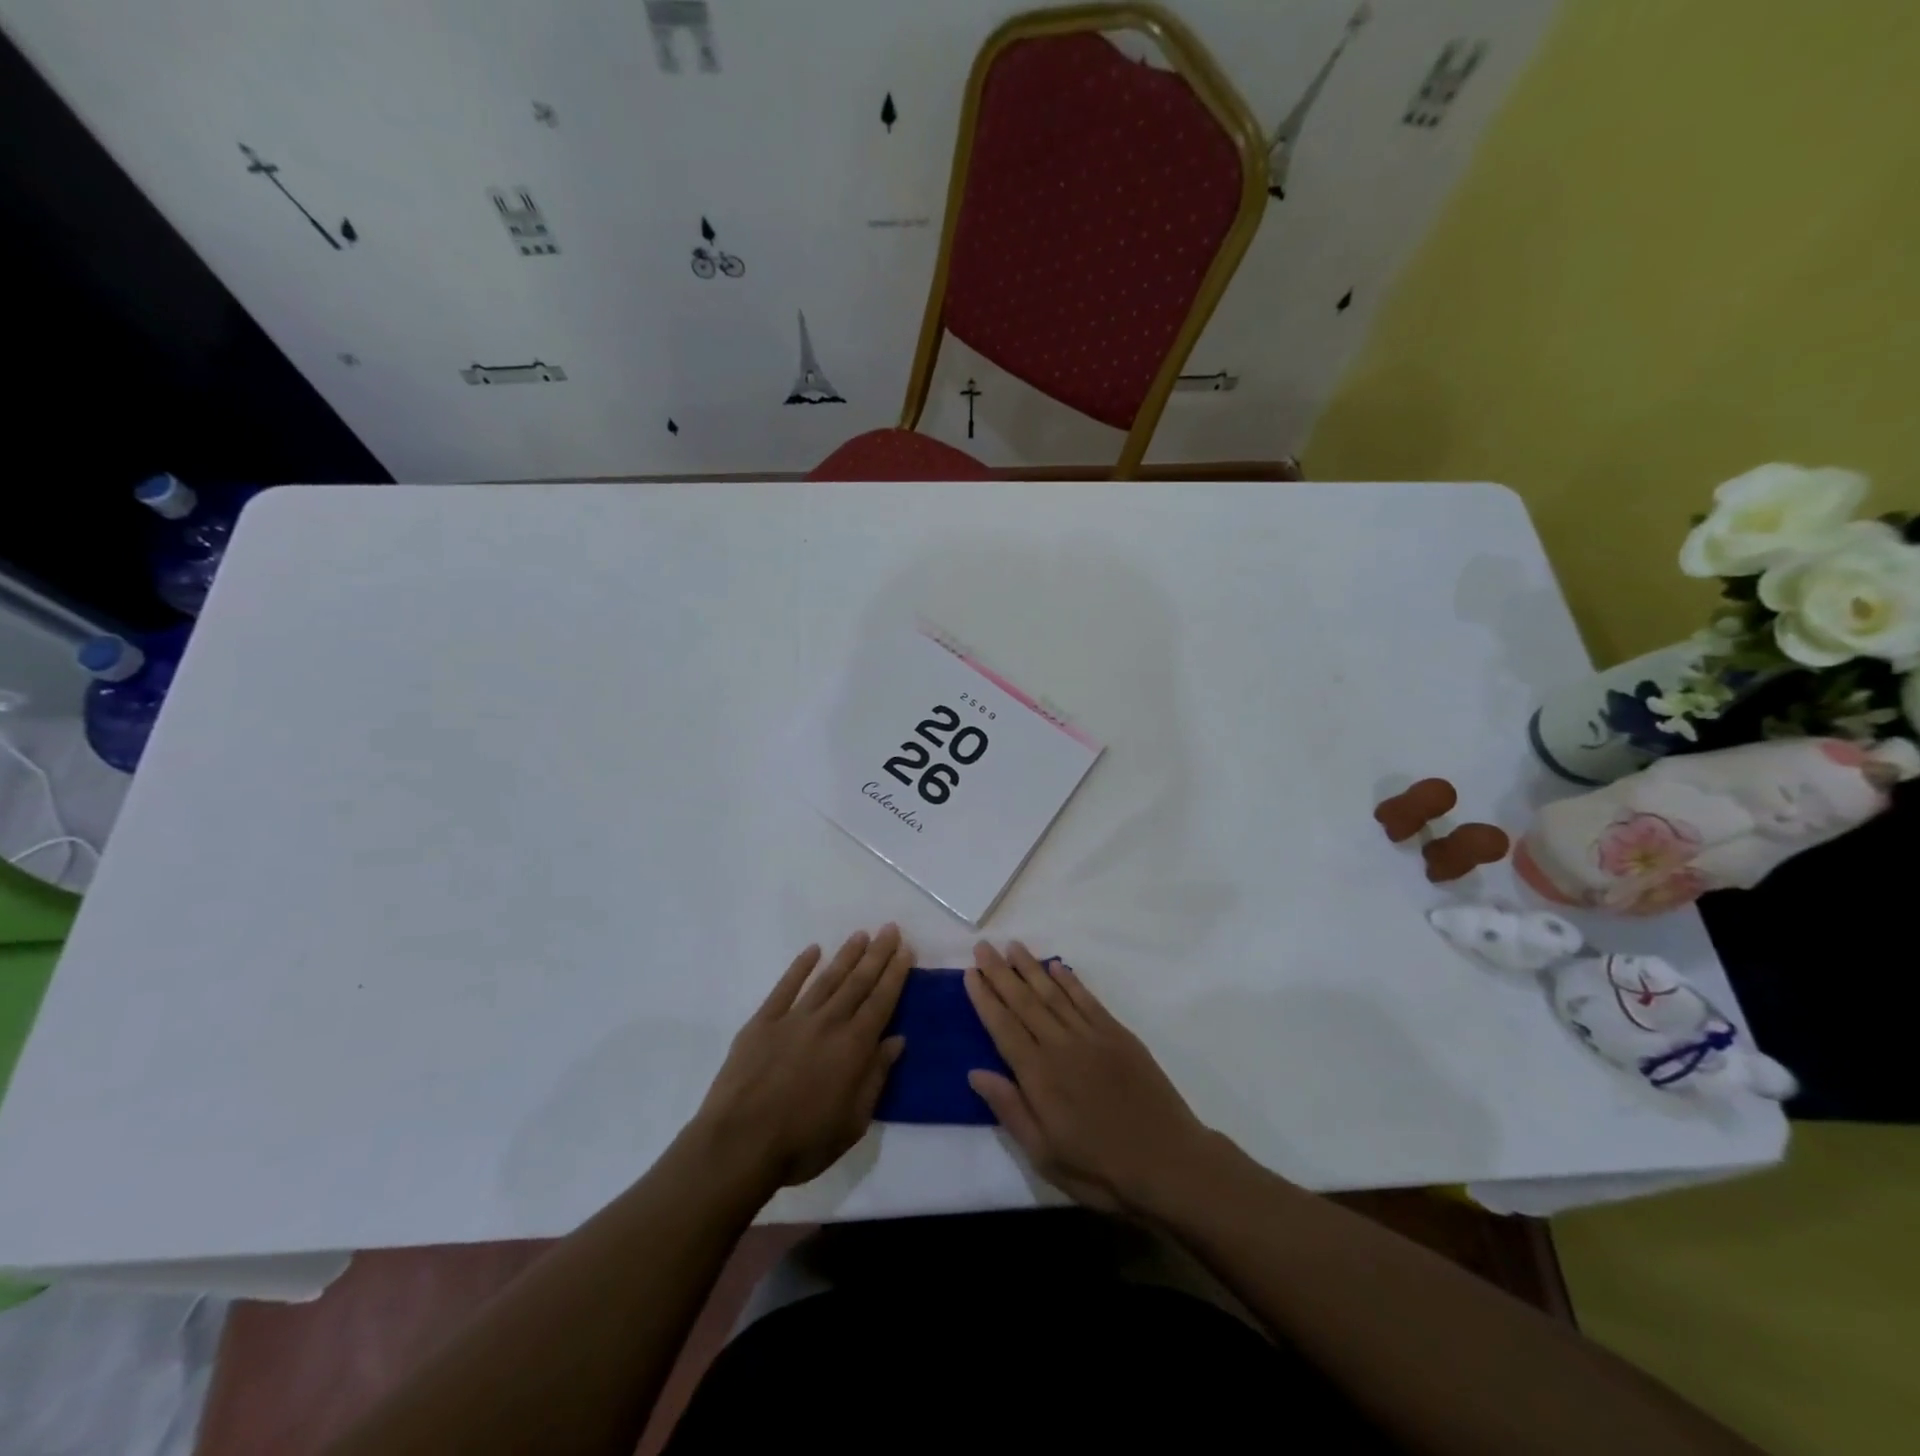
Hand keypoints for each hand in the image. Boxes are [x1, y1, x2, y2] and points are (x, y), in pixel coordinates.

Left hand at [693, 926, 911, 1189]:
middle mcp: (828, 1023)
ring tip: (861, 935)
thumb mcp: (853, 1122)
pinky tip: (813, 951)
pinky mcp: (762, 1022)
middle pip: (858, 982)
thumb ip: (876, 1077)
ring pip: (827, 978)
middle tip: (890, 929)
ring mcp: (794, 1018)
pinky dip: (800, 966)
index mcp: (854, 1047)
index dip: (895, 974)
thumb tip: (897, 1040)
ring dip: (846, 955)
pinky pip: (786, 987)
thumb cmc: (803, 1142)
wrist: (739, 1144)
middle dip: (877, 954)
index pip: (881, 1002)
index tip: (906, 950)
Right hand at [965, 942, 1209, 1211]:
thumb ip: (1010, 1109)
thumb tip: (975, 1072)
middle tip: (983, 947)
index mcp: (1039, 1076)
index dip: (985, 999)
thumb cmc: (1100, 1169)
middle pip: (1024, 1002)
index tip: (970, 973)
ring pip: (1054, 993)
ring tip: (1013, 946)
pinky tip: (1056, 966)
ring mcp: (1092, 1036)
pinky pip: (1087, 1000)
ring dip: (1031, 967)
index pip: (1003, 1027)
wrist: (1168, 1163)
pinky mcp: (1118, 1035)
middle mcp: (1061, 1046)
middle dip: (1001, 973)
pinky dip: (1070, 981)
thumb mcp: (1044, 1155)